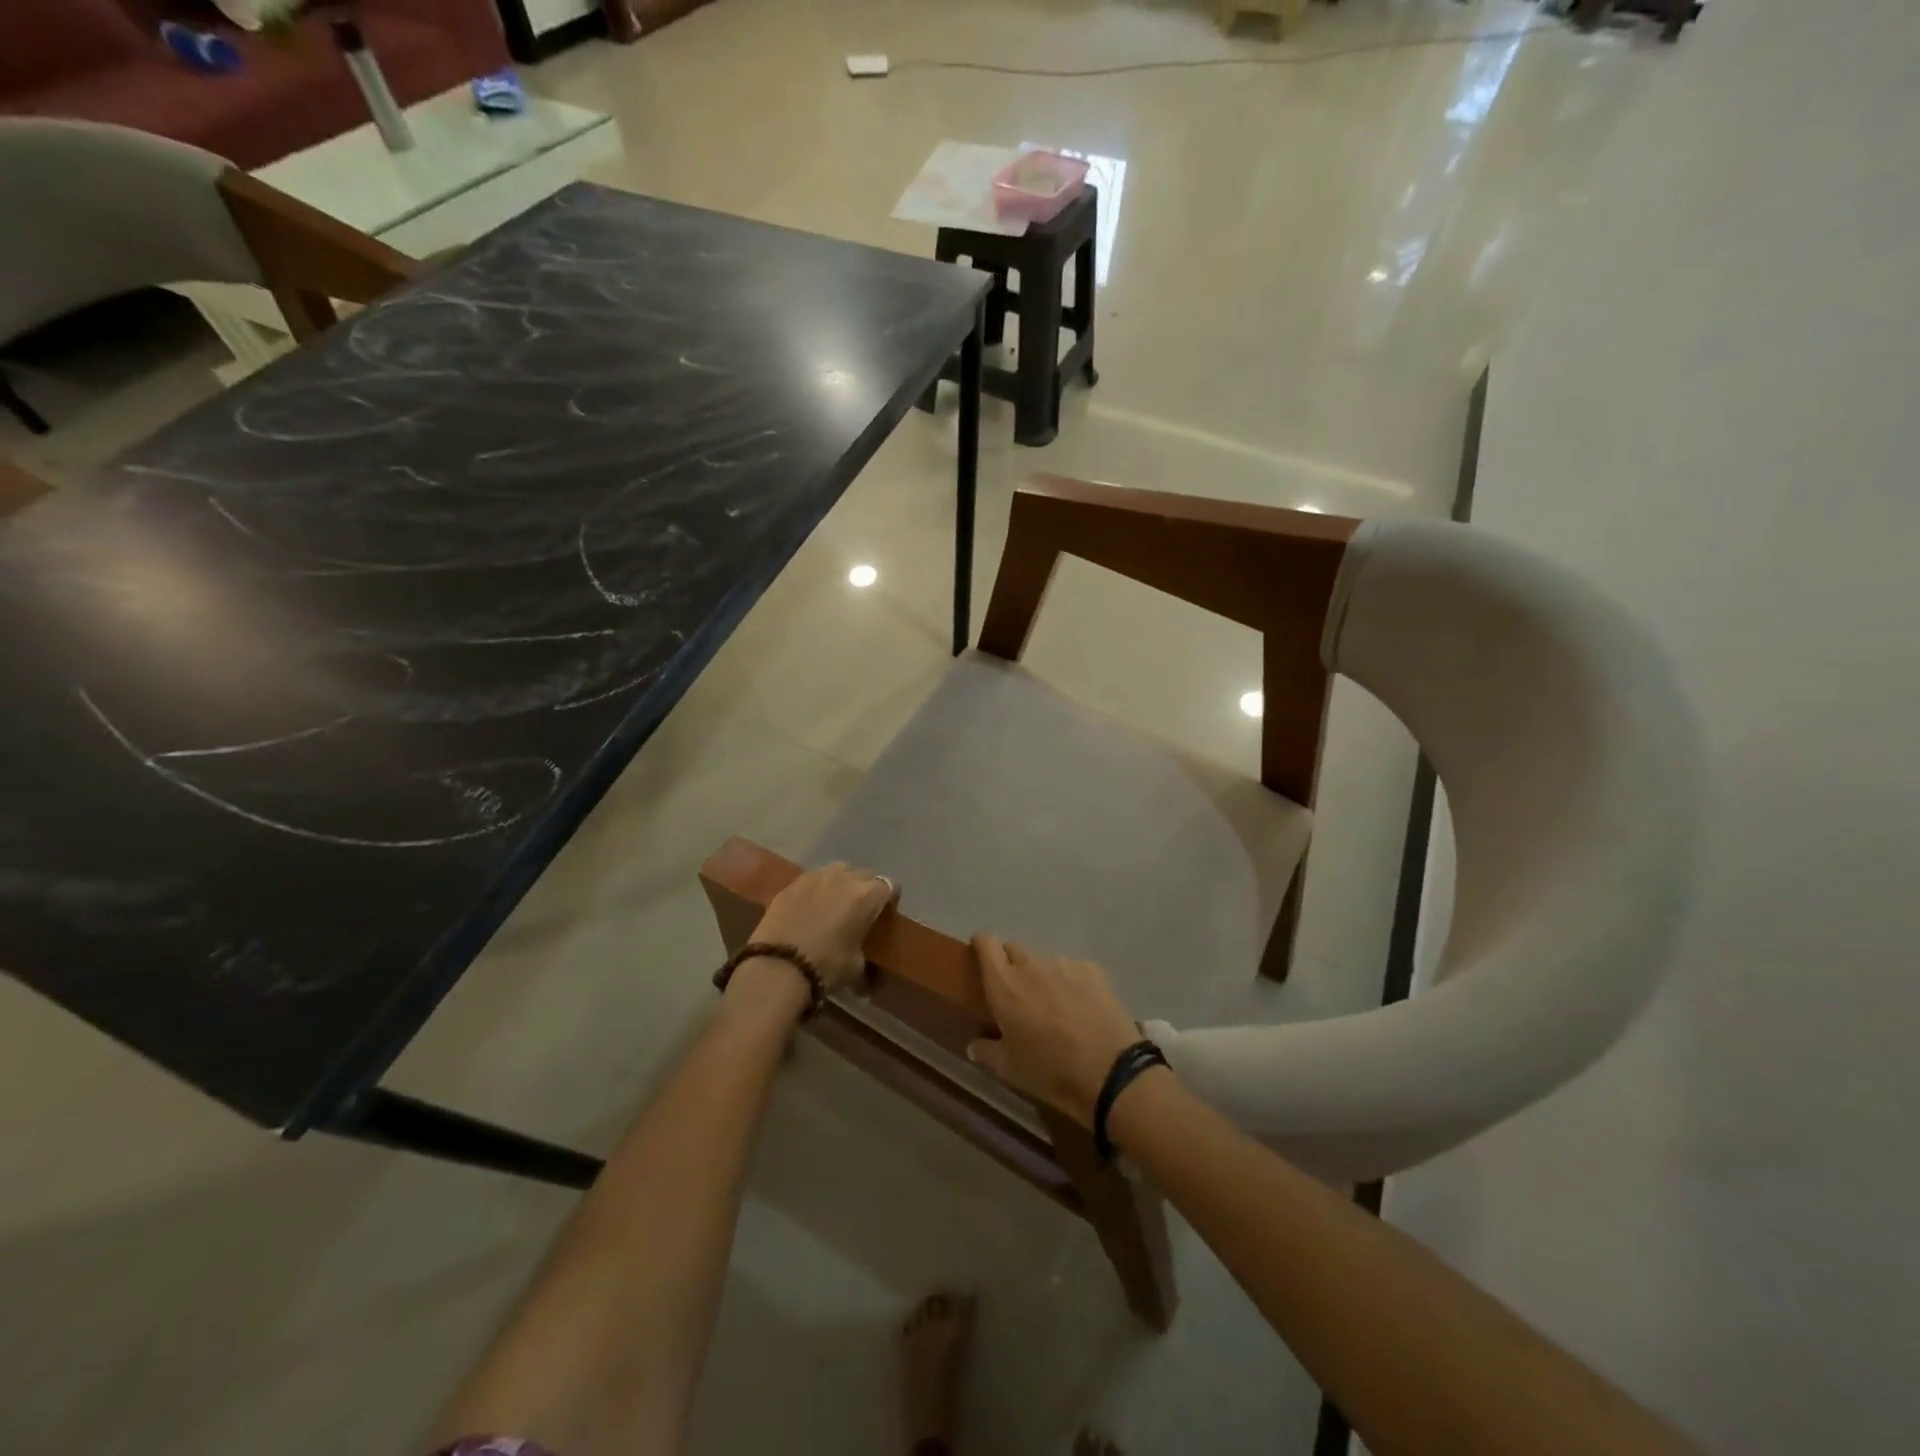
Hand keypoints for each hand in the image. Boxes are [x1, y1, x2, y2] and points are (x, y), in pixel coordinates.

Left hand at [745, 862, 897, 996]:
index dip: (890, 898)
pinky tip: (809, 908)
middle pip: (863, 874)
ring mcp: (814, 877)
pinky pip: (811, 881)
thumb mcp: (856, 967)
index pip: (890, 885)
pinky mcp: (790, 884)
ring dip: (840, 884)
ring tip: (833, 904)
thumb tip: (866, 968)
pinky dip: (815, 891)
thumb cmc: (826, 966)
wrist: (777, 967)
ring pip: (836, 871)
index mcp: (866, 895)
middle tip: (860, 910)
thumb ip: (865, 954)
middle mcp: (843, 878)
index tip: (886, 911)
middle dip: (865, 888)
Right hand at [965, 934, 1142, 1125]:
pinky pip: (1072, 969)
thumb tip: (973, 1044)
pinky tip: (1081, 1007)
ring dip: (1041, 975)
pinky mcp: (1092, 969)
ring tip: (1053, 1004)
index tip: (982, 960)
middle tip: (1018, 994)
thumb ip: (986, 1051)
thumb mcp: (1009, 1069)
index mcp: (1004, 984)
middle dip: (1011, 964)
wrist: (1109, 1072)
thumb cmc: (1049, 1071)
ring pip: (1044, 960)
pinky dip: (1070, 982)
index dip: (982, 946)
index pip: (986, 941)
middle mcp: (1031, 965)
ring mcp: (1064, 964)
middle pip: (1014, 949)